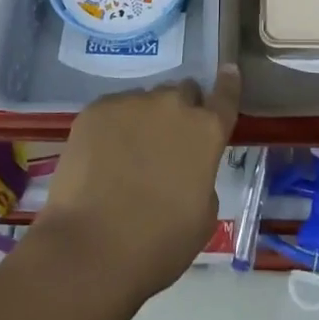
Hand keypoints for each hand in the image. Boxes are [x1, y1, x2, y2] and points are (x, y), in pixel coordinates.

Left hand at [29, 66, 240, 301]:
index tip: (228, 71)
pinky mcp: (95, 109)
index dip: (228, 83)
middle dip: (180, 110)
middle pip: (182, 92)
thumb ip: (203, 179)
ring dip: (144, 119)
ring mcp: (131, 103)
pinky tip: (101, 159)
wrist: (90, 248)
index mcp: (206, 131)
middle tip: (167, 142)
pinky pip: (112, 110)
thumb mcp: (202, 218)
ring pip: (145, 100)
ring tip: (127, 155)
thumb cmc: (158, 244)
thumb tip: (188, 169)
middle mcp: (172, 105)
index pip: (225, 95)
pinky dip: (112, 127)